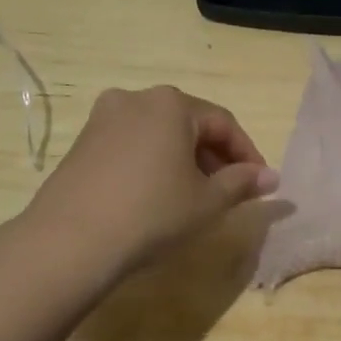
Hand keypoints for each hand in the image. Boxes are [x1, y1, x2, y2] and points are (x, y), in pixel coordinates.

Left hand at [19, 86, 278, 290]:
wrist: (68, 242)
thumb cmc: (151, 214)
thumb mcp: (206, 202)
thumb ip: (242, 183)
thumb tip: (272, 177)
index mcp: (172, 103)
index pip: (223, 123)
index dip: (246, 153)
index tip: (259, 183)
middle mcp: (137, 98)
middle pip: (189, 124)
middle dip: (214, 156)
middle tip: (229, 192)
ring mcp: (104, 118)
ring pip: (159, 133)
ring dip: (183, 159)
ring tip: (193, 196)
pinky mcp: (82, 142)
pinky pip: (131, 144)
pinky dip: (152, 162)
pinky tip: (154, 195)